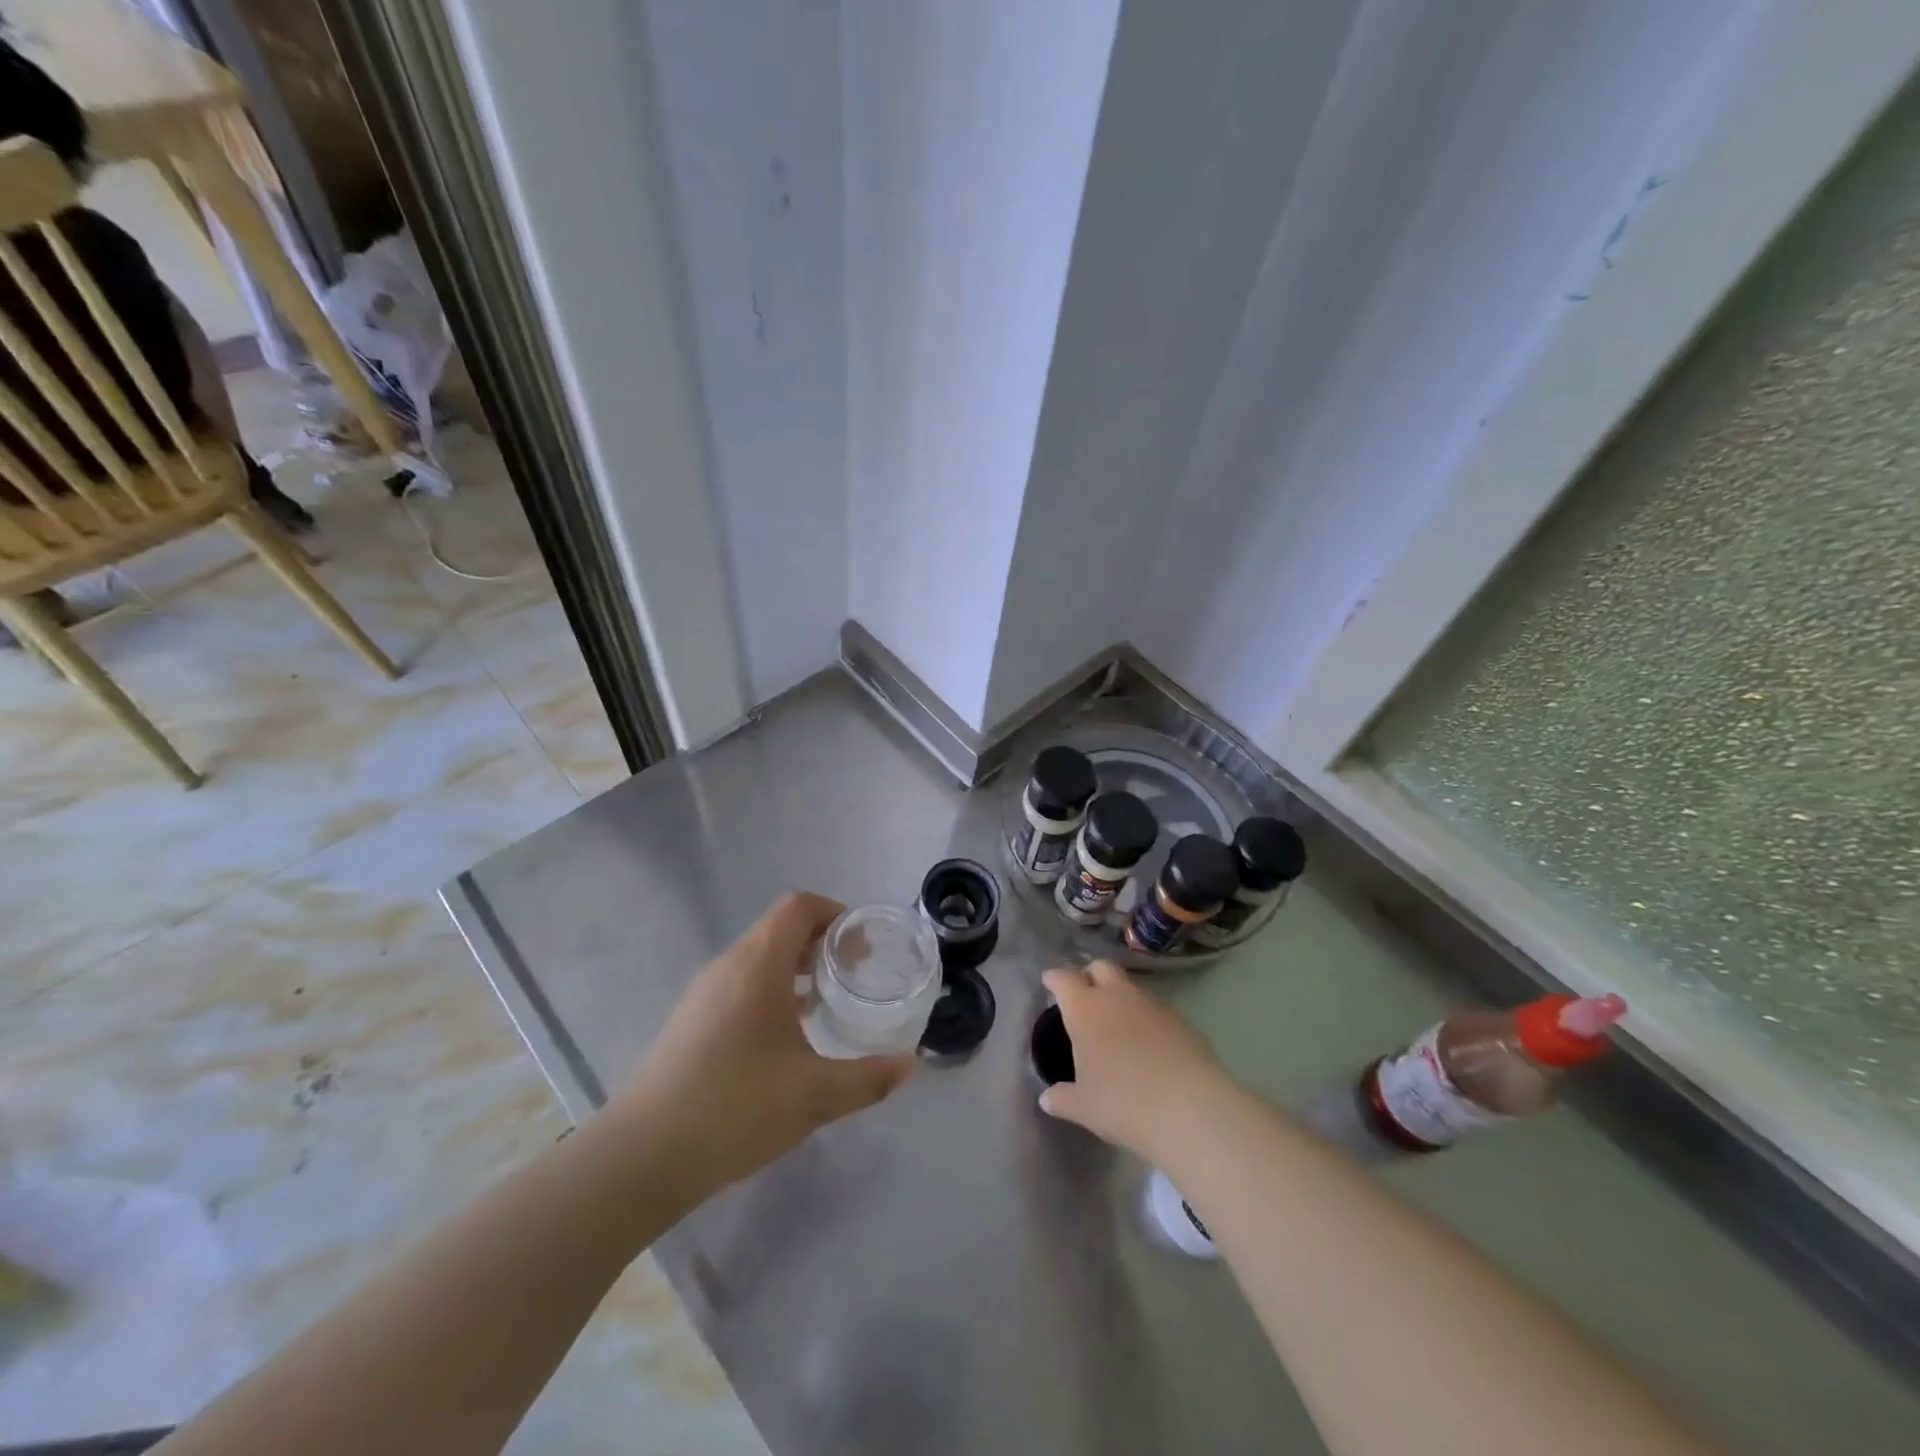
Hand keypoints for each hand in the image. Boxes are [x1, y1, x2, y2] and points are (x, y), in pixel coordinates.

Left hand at [615, 893, 915, 1192]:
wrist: (642, 1156)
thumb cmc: (736, 1107)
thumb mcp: (815, 1095)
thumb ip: (869, 1078)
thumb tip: (909, 1065)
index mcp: (758, 964)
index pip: (798, 907)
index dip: (834, 913)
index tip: (862, 945)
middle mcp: (728, 966)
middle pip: (779, 929)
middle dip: (821, 943)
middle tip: (854, 973)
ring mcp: (703, 994)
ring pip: (758, 959)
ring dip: (795, 969)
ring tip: (825, 1004)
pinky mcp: (689, 1023)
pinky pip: (739, 986)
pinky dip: (770, 992)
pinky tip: (784, 1040)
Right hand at [1038, 960, 1229, 1159]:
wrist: (1189, 1108)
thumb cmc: (1123, 1103)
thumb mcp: (1084, 1107)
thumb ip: (1062, 1099)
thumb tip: (1047, 1098)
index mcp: (1085, 1009)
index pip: (1064, 979)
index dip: (1055, 979)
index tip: (1049, 982)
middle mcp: (1117, 996)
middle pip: (1101, 967)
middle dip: (1089, 975)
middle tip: (1084, 994)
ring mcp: (1152, 1004)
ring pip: (1130, 986)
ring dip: (1120, 996)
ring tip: (1117, 1023)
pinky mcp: (1181, 1019)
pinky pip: (1155, 1008)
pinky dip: (1146, 1017)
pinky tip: (1147, 1043)